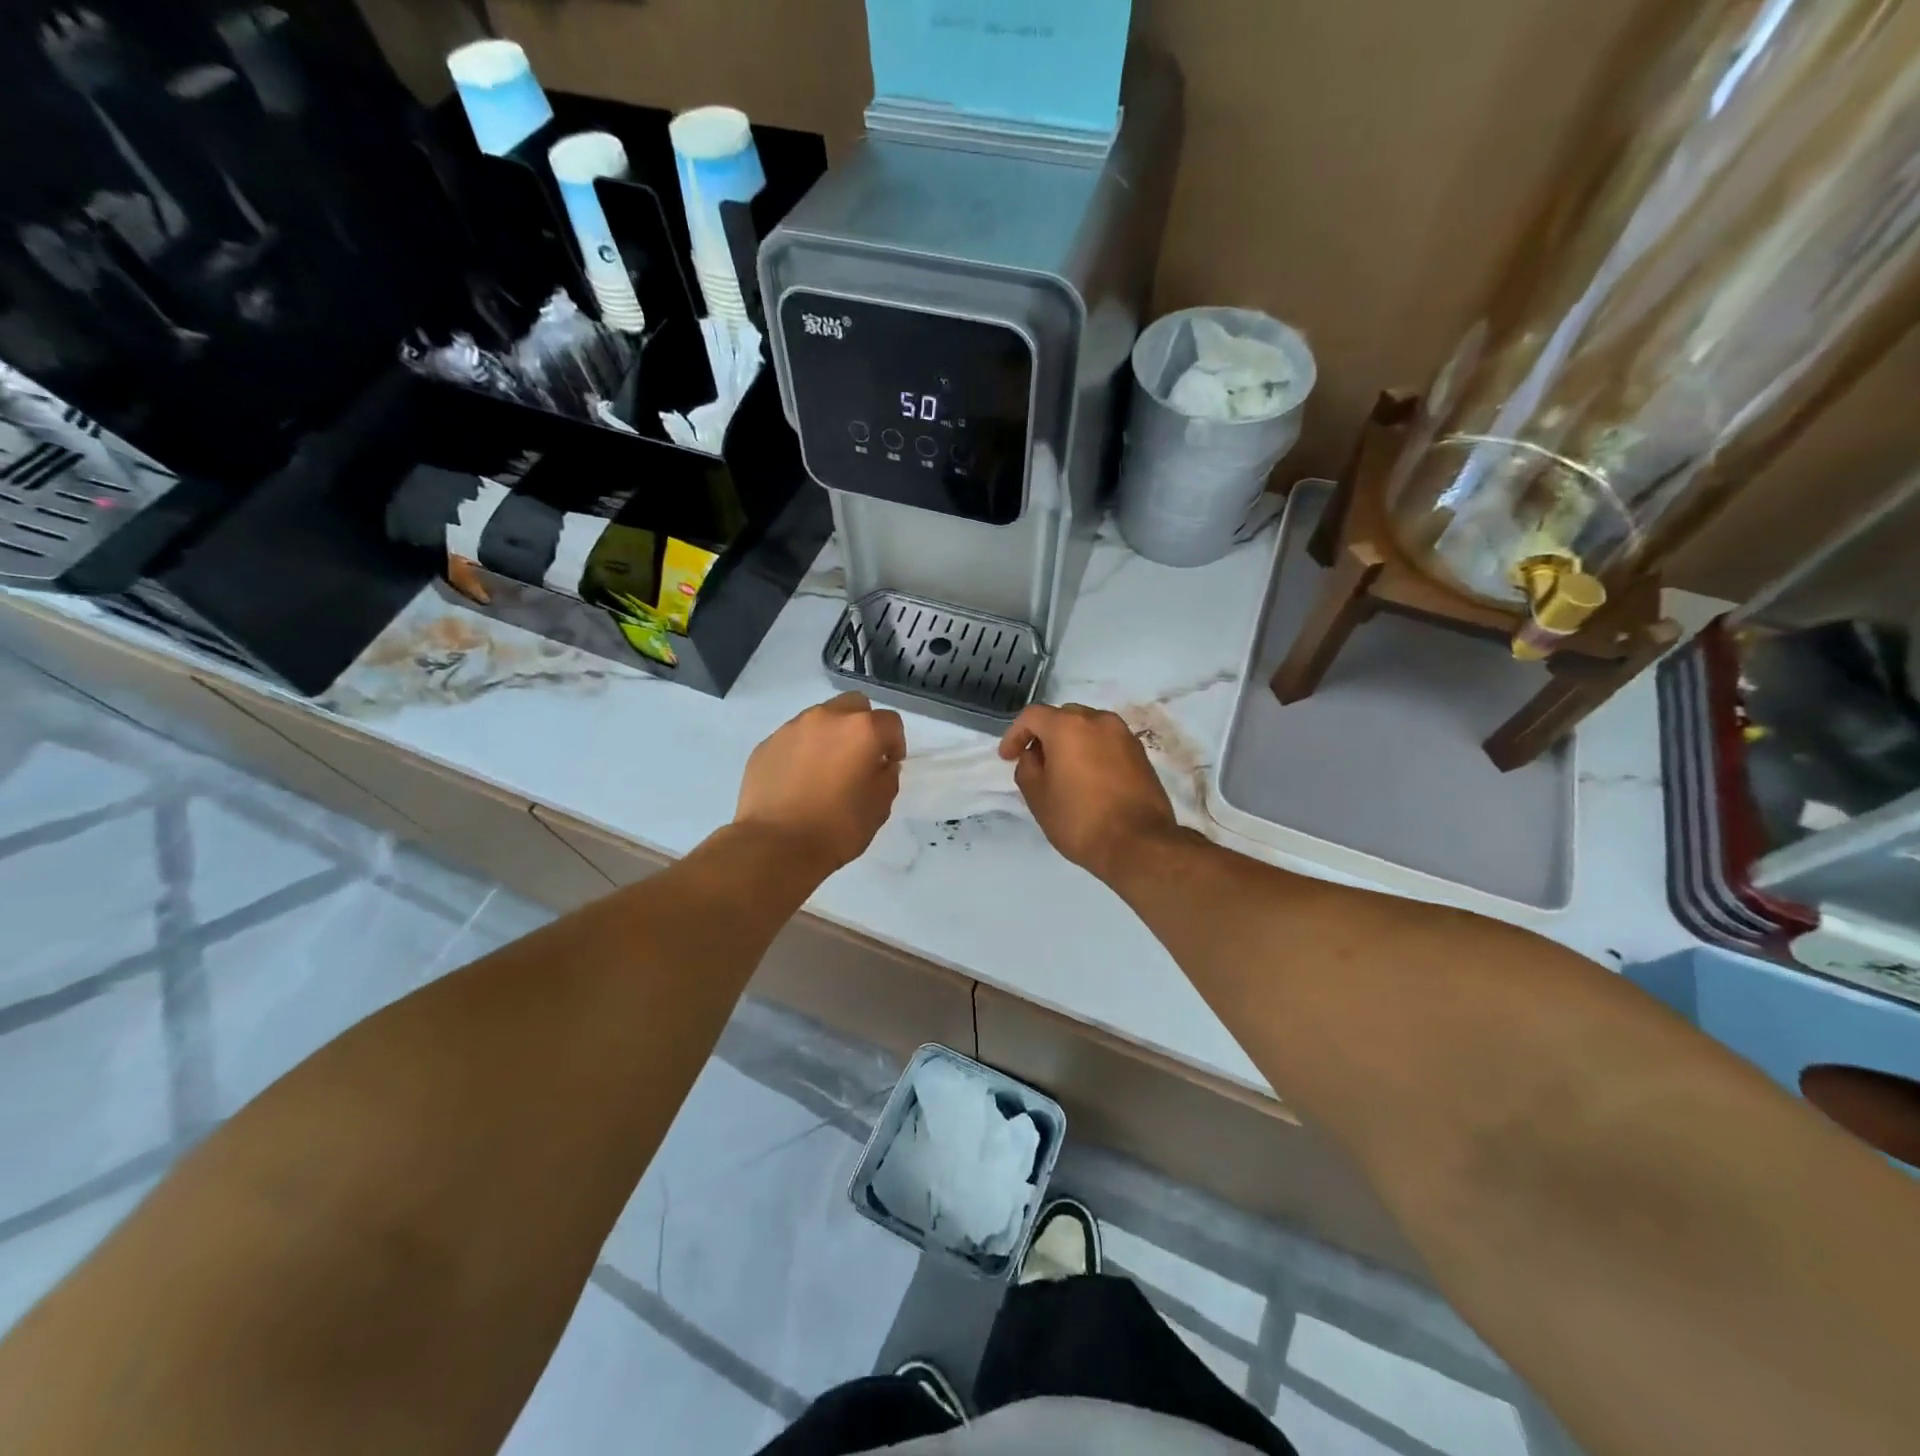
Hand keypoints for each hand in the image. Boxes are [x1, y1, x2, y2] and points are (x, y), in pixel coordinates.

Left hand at [735, 693, 905, 870]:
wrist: (775, 845)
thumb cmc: (837, 828)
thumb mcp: (879, 807)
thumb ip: (887, 777)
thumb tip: (881, 765)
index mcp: (862, 730)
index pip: (891, 722)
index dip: (894, 743)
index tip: (888, 765)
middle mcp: (827, 717)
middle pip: (854, 706)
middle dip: (862, 726)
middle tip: (858, 758)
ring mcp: (792, 727)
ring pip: (821, 718)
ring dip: (830, 736)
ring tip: (824, 770)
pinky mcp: (766, 744)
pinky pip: (793, 738)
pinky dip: (802, 750)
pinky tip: (798, 781)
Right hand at [998, 704, 1179, 881]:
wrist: (1139, 843)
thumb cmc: (1080, 820)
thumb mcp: (1038, 797)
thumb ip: (1027, 768)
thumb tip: (1034, 756)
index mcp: (1068, 726)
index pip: (1032, 716)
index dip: (1015, 734)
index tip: (1007, 757)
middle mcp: (1098, 720)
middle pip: (1063, 717)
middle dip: (1045, 736)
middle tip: (1035, 764)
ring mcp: (1124, 735)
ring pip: (1088, 728)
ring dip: (1071, 743)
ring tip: (1063, 772)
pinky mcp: (1141, 754)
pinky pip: (1108, 743)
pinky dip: (1093, 752)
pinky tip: (1088, 779)